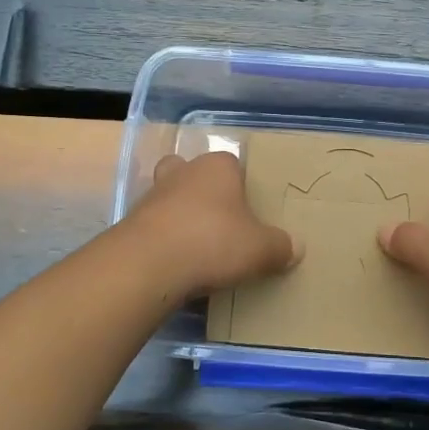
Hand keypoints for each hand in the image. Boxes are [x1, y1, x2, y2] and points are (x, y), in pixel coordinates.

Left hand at [125, 152, 299, 295]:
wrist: (149, 265)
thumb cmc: (213, 242)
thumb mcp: (260, 250)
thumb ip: (280, 246)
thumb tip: (297, 247)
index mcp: (217, 167)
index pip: (232, 164)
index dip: (241, 185)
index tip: (248, 211)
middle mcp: (183, 172)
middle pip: (194, 173)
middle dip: (203, 192)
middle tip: (219, 221)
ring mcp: (152, 195)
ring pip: (170, 197)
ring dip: (180, 216)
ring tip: (197, 247)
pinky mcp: (131, 223)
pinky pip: (154, 226)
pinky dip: (164, 240)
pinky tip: (176, 263)